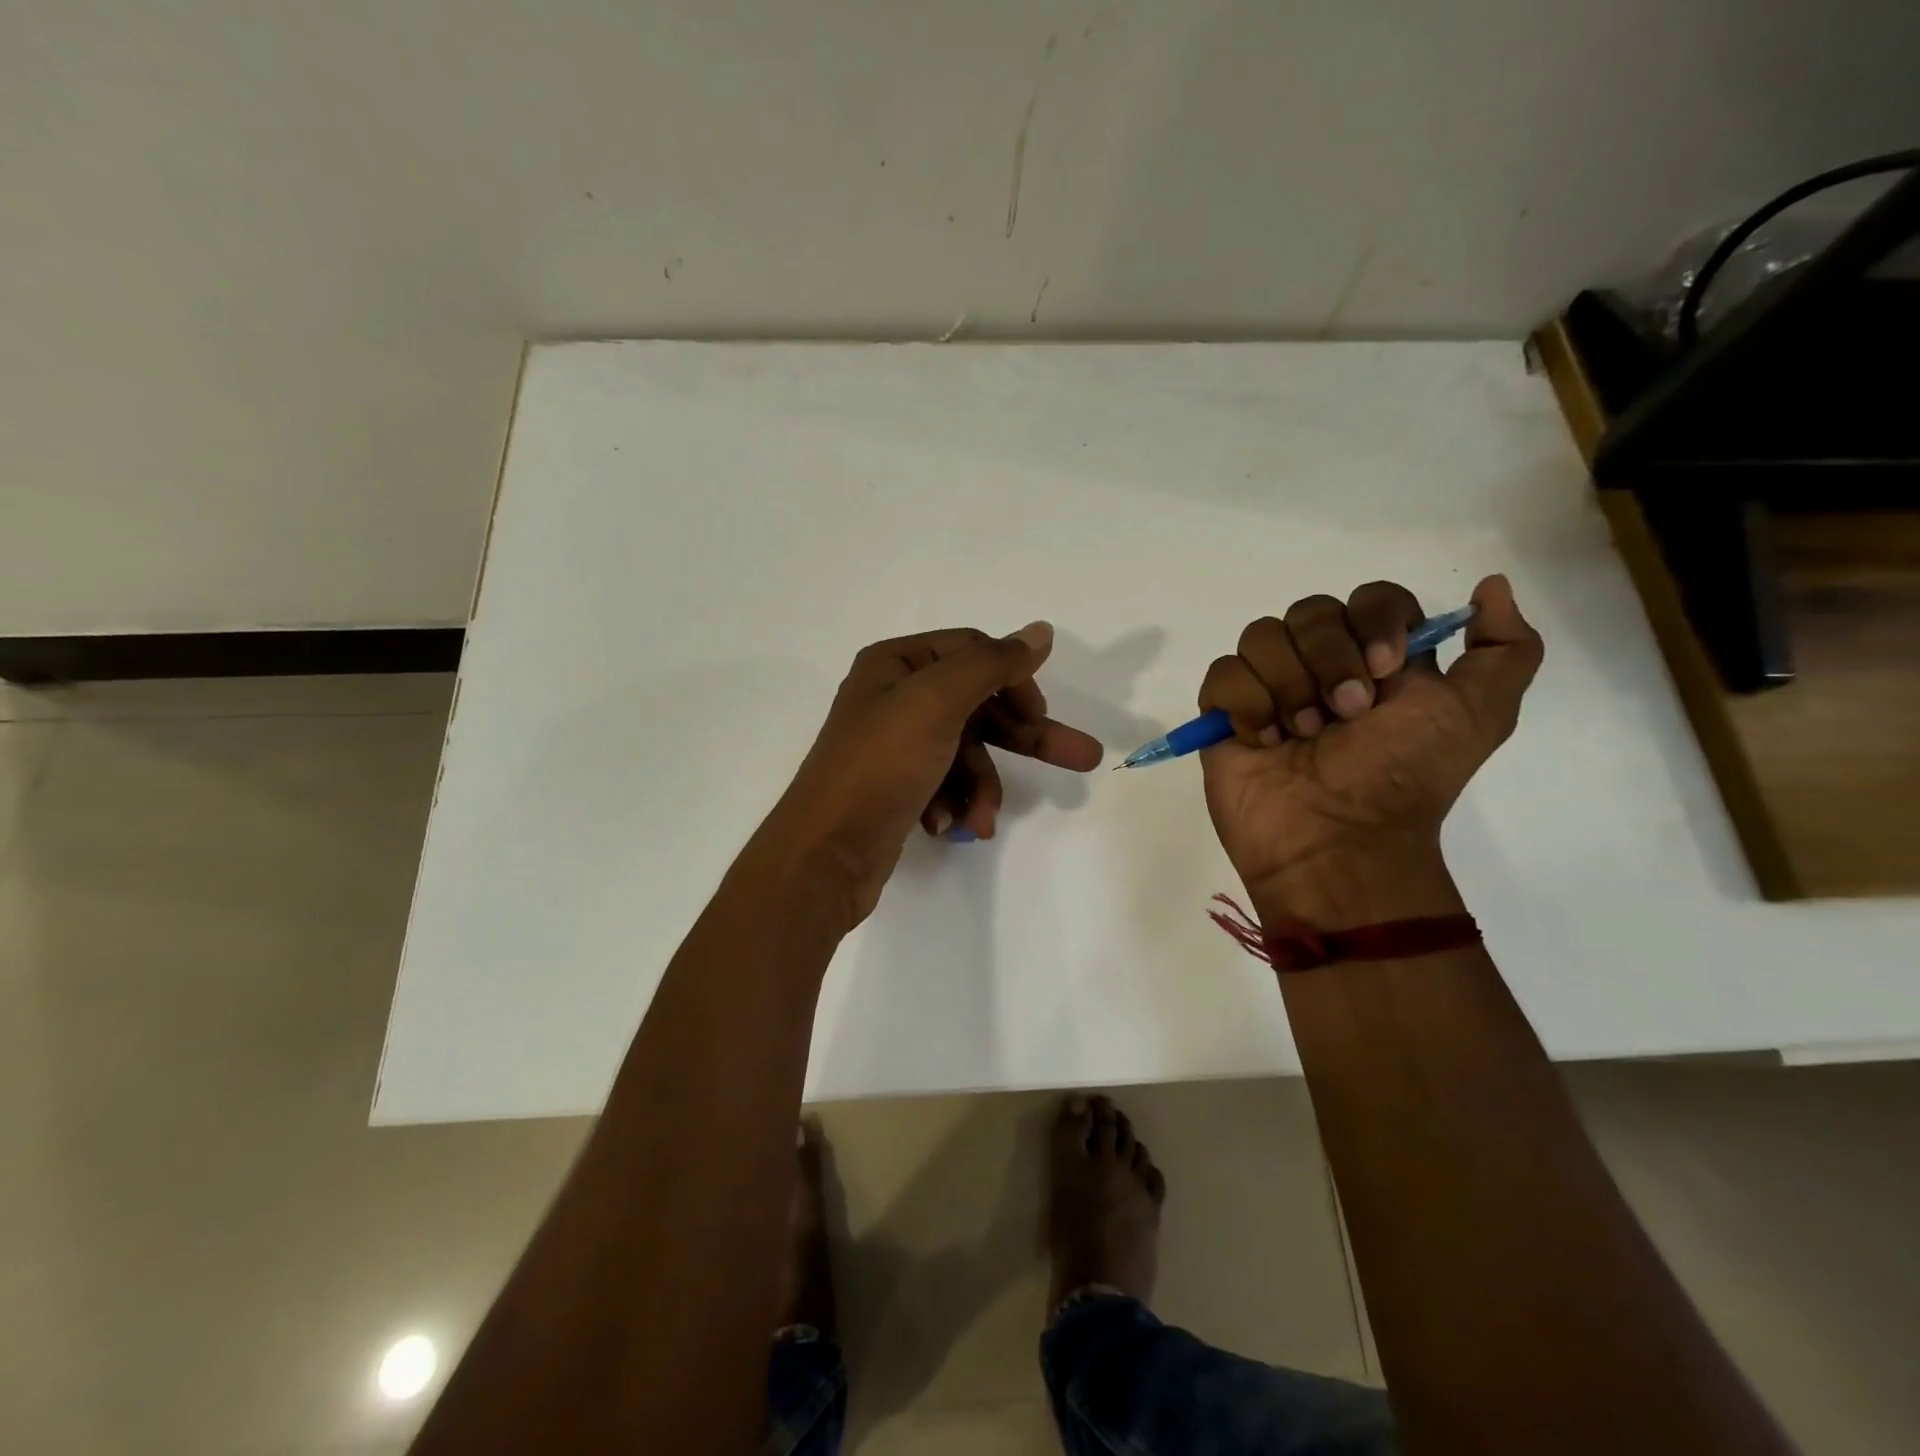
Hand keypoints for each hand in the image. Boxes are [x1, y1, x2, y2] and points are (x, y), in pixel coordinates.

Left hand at [758, 623, 1103, 926]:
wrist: (825, 853)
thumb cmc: (881, 766)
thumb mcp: (937, 702)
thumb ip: (992, 664)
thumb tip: (1040, 631)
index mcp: (897, 664)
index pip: (974, 652)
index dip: (1014, 679)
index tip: (1040, 714)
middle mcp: (894, 697)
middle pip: (979, 704)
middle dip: (1024, 737)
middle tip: (1083, 759)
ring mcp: (896, 745)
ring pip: (967, 752)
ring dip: (983, 786)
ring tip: (983, 821)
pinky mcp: (898, 787)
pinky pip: (946, 783)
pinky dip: (956, 804)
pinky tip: (950, 827)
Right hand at [1198, 575, 1542, 915]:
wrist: (1337, 841)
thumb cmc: (1403, 778)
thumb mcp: (1479, 714)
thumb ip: (1507, 648)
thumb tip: (1491, 586)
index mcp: (1377, 660)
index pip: (1371, 599)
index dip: (1375, 621)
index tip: (1384, 671)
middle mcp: (1321, 665)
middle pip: (1311, 610)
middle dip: (1329, 659)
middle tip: (1343, 715)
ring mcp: (1269, 687)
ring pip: (1261, 636)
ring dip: (1287, 686)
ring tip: (1300, 736)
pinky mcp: (1224, 713)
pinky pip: (1223, 673)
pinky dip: (1245, 704)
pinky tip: (1262, 741)